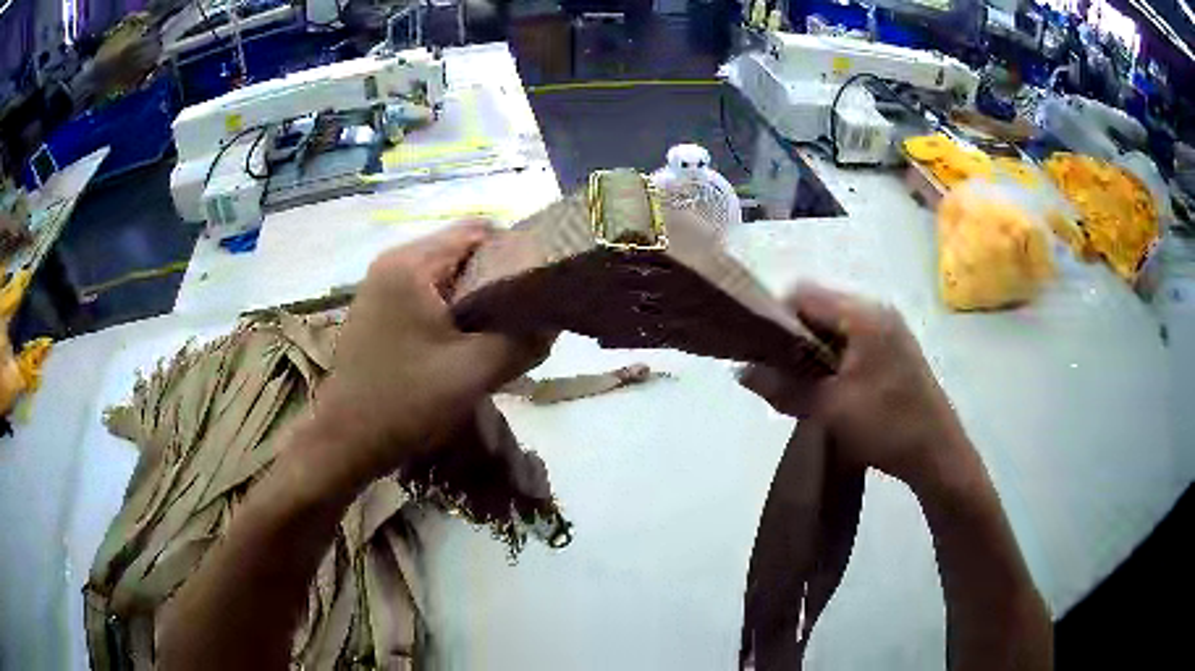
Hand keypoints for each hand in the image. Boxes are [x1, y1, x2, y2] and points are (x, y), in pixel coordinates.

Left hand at [309, 222, 550, 490]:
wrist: (346, 441)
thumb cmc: (406, 401)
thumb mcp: (474, 372)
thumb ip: (522, 341)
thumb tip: (552, 322)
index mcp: (411, 264)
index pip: (477, 231)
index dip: (516, 252)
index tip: (540, 286)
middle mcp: (393, 264)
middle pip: (461, 252)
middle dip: (497, 280)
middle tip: (525, 315)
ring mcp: (382, 288)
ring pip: (445, 277)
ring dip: (476, 299)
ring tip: (500, 333)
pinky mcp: (379, 312)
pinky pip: (427, 297)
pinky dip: (452, 313)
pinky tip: (465, 345)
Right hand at [740, 283, 970, 492]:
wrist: (937, 455)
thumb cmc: (888, 427)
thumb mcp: (830, 410)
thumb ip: (784, 387)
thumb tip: (741, 371)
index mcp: (863, 315)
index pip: (803, 294)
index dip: (776, 319)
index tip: (764, 355)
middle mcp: (875, 312)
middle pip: (818, 309)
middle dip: (793, 340)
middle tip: (782, 378)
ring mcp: (887, 330)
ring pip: (832, 328)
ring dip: (812, 353)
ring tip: (804, 390)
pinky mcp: (892, 350)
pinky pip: (849, 342)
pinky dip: (832, 361)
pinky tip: (829, 392)